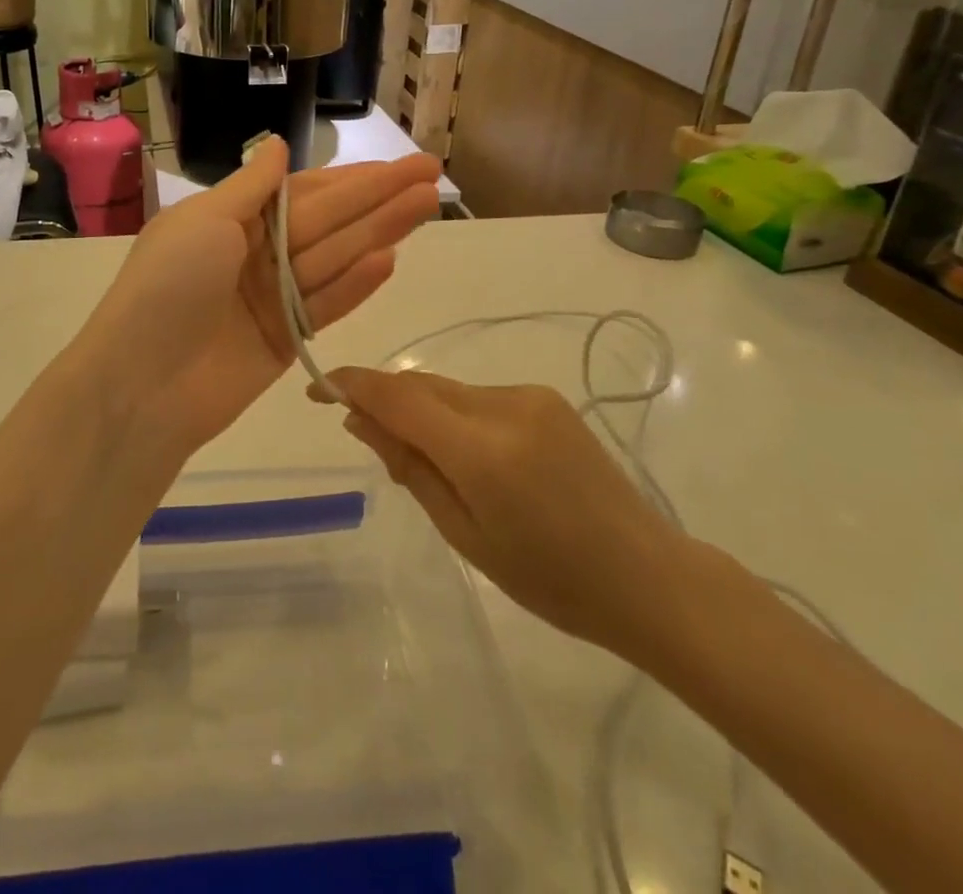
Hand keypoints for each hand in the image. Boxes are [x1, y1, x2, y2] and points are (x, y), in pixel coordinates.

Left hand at [86, 139, 441, 456]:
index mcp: (234, 218)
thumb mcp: (205, 221)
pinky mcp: (285, 339)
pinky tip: (392, 258)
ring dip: (381, 231)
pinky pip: (326, 304)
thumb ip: (253, 185)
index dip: (354, 177)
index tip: (399, 163)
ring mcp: (273, 298)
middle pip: (330, 220)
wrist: (141, 386)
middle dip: (380, 197)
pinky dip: (356, 284)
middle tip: (433, 176)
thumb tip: (278, 143)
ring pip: (336, 257)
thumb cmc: (168, 287)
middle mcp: (258, 253)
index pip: (306, 190)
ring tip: (428, 206)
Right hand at [317, 369, 691, 660]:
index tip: (316, 386)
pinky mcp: (545, 397)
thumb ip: (409, 468)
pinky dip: (456, 415)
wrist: (646, 575)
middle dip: (385, 400)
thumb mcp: (464, 533)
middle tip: (364, 434)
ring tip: (429, 464)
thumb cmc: (549, 579)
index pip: (398, 396)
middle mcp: (504, 405)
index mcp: (482, 450)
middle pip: (421, 386)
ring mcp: (530, 396)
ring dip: (423, 411)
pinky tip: (471, 458)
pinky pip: (479, 397)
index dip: (351, 384)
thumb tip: (358, 420)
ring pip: (449, 391)